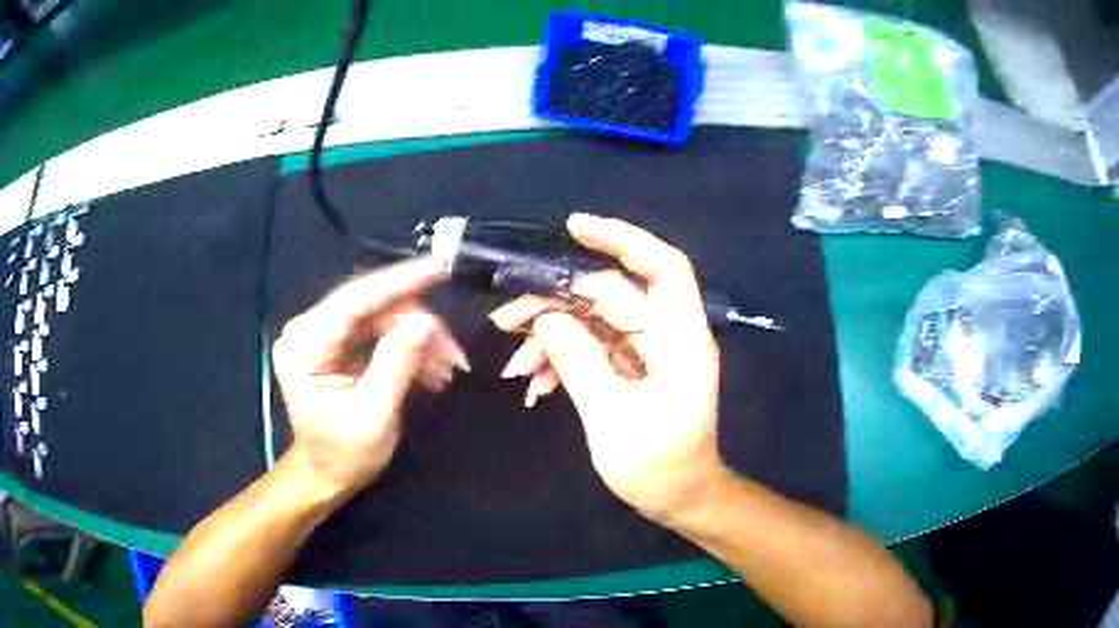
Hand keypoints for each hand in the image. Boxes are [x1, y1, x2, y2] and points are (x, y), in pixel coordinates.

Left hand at [272, 258, 467, 495]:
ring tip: (447, 369)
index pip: (354, 300)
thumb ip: (396, 365)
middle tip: (455, 352)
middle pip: (372, 306)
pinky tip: (432, 371)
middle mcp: (311, 330)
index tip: (438, 268)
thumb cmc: (342, 455)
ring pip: (382, 317)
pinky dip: (410, 349)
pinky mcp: (341, 346)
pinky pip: (382, 333)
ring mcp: (326, 336)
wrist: (326, 476)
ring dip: (419, 339)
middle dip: (418, 324)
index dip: (398, 282)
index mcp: (305, 345)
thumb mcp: (372, 416)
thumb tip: (426, 323)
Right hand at [490, 214, 726, 520]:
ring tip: (514, 366)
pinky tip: (534, 384)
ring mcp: (647, 350)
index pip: (664, 269)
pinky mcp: (631, 366)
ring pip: (594, 321)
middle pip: (611, 295)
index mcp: (681, 341)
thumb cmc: (658, 468)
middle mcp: (666, 336)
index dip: (624, 240)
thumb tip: (546, 317)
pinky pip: (592, 347)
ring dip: (551, 336)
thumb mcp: (614, 421)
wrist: (678, 498)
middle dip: (556, 302)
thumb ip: (580, 364)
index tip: (575, 228)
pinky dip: (562, 359)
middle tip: (506, 320)